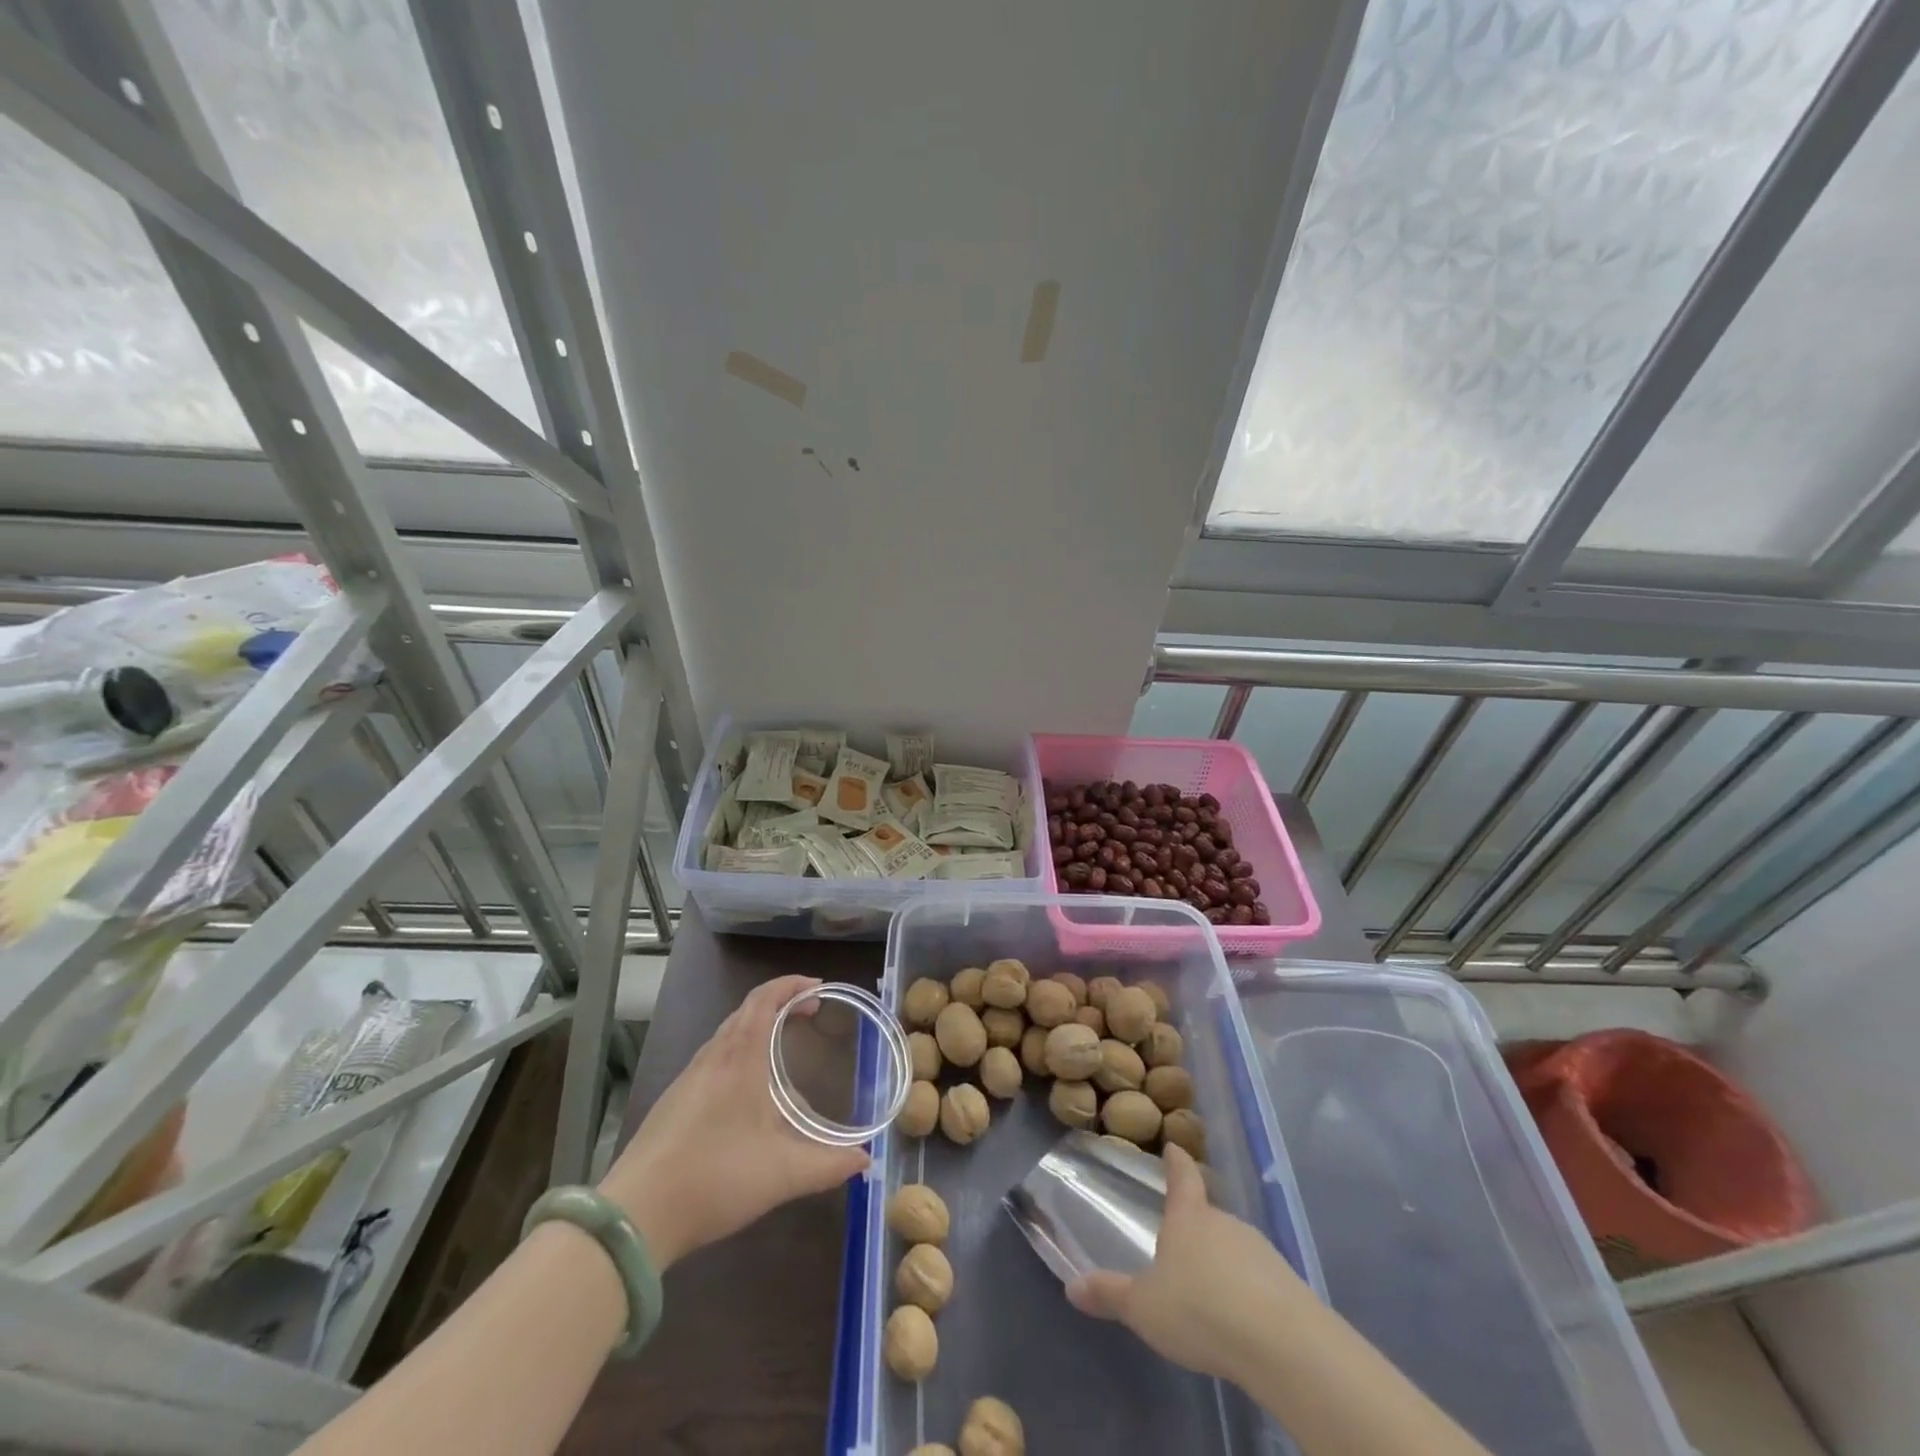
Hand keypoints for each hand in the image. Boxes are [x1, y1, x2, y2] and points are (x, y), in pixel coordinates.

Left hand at [599, 974, 869, 1267]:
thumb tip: (865, 1160)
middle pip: (746, 1011)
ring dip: (757, 1027)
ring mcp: (689, 1078)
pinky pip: (714, 1058)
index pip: (765, 999)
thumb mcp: (782, 1174)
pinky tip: (748, 1092)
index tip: (818, 988)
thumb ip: (828, 1165)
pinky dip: (739, 1052)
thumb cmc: (715, 1178)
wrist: (636, 1215)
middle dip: (780, 1003)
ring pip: (727, 1034)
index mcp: (740, 1058)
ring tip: (783, 1049)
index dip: (791, 985)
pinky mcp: (674, 1101)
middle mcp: (713, 1057)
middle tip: (809, 1014)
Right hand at [1067, 1143, 1313, 1386]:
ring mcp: (1261, 1250)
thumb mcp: (1144, 1307)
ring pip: (1234, 1247)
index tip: (1174, 1147)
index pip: (1182, 1176)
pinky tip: (1240, 1319)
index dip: (1176, 1161)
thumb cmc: (1200, 1309)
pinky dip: (1248, 1291)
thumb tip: (1071, 1287)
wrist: (1282, 1343)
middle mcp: (1225, 1222)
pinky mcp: (1287, 1283)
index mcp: (1189, 1217)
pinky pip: (1259, 1278)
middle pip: (1208, 1214)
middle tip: (1181, 1246)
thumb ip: (1110, 1294)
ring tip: (1209, 1292)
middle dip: (1196, 1227)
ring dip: (1223, 1262)